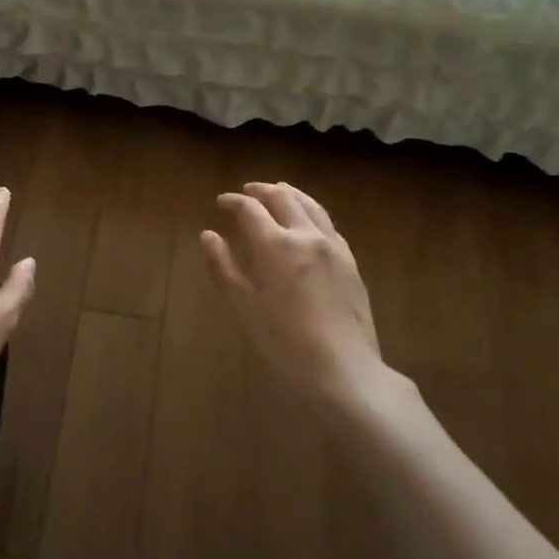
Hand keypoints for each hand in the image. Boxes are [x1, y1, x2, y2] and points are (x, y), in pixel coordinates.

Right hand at [201, 182, 383, 406]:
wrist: (343, 368)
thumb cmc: (285, 342)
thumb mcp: (246, 306)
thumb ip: (224, 267)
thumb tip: (208, 235)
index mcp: (275, 245)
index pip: (250, 209)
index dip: (233, 202)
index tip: (221, 201)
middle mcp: (305, 235)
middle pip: (283, 198)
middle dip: (262, 190)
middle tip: (248, 191)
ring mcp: (332, 246)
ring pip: (310, 205)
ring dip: (290, 194)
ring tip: (278, 192)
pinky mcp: (350, 260)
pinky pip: (327, 224)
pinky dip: (311, 212)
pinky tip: (308, 221)